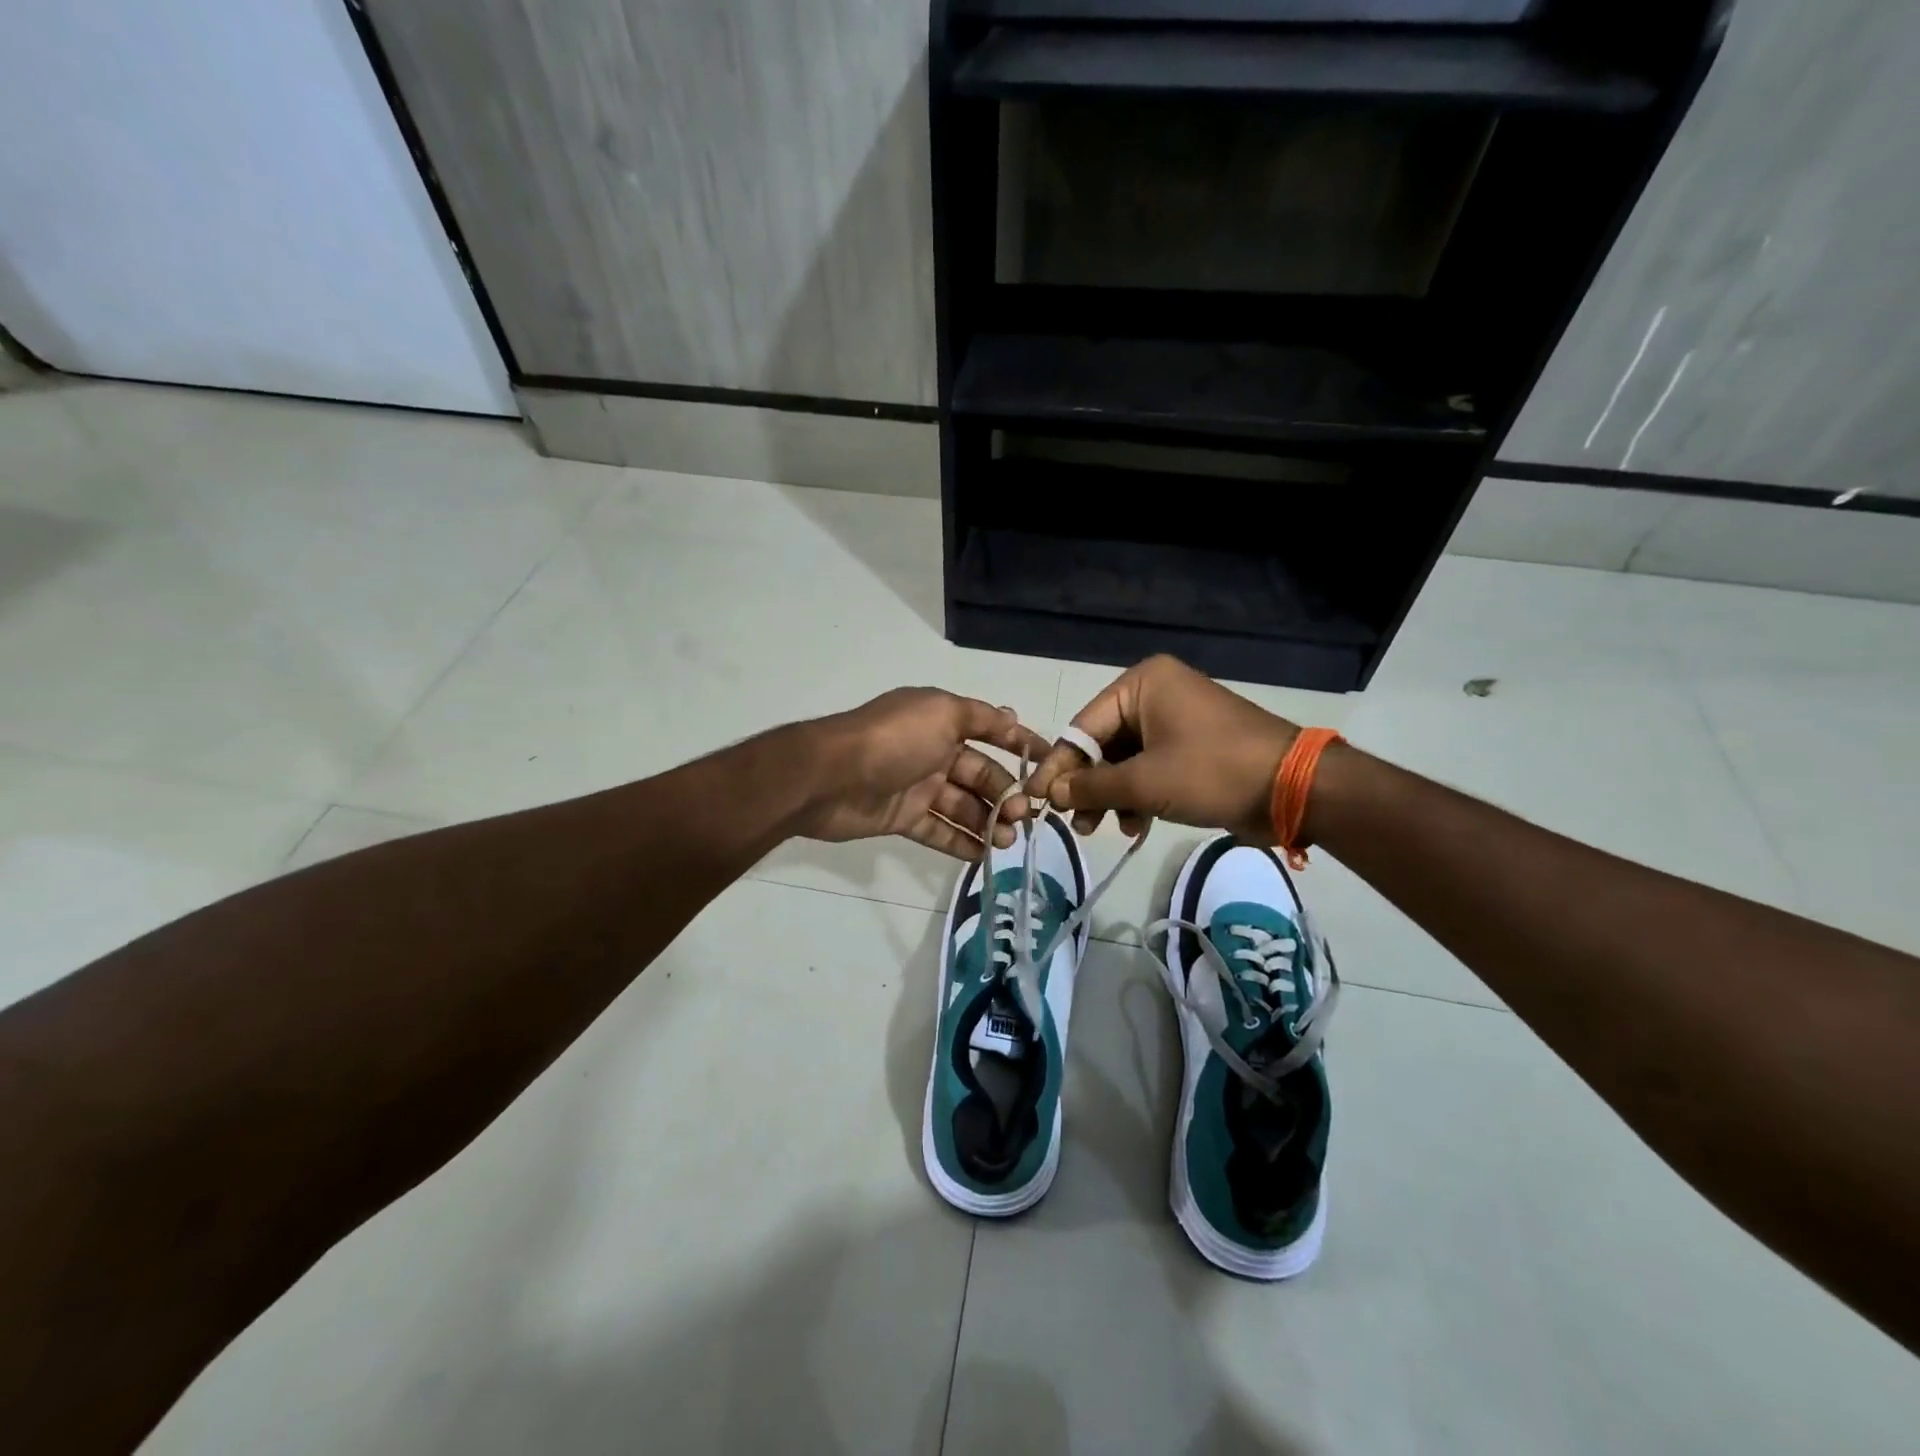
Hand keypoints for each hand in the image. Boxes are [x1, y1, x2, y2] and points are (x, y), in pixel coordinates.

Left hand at [798, 688, 1054, 859]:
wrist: (829, 777)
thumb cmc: (892, 739)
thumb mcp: (941, 713)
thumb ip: (979, 719)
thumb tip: (1011, 716)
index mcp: (942, 721)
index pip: (990, 729)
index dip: (1021, 742)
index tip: (1052, 761)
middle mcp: (932, 751)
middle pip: (980, 774)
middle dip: (1006, 794)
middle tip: (1025, 818)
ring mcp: (917, 786)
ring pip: (963, 805)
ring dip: (988, 822)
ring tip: (1007, 841)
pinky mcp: (902, 817)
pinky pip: (938, 830)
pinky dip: (960, 842)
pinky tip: (983, 855)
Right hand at [1027, 656, 1299, 841]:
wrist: (1293, 789)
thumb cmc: (1212, 771)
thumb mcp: (1144, 782)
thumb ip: (1091, 787)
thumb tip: (1049, 792)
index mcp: (1142, 685)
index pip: (1083, 726)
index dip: (1058, 766)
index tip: (1035, 797)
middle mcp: (1156, 695)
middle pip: (1103, 744)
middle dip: (1087, 786)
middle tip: (1072, 821)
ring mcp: (1176, 722)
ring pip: (1125, 761)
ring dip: (1111, 797)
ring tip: (1099, 829)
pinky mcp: (1192, 748)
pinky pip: (1150, 769)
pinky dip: (1138, 797)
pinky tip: (1135, 826)